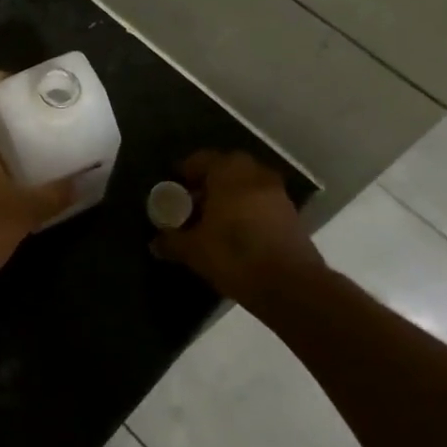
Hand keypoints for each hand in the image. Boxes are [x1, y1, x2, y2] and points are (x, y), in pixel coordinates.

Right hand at [154, 150, 321, 304]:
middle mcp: (255, 173)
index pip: (201, 159)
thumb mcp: (193, 250)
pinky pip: (261, 202)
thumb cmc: (234, 255)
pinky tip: (236, 232)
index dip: (185, 172)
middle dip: (208, 182)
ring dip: (230, 195)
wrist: (290, 286)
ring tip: (213, 219)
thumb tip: (155, 242)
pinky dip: (248, 210)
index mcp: (228, 172)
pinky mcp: (291, 215)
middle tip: (192, 201)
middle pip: (226, 168)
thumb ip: (172, 241)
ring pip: (246, 185)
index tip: (173, 187)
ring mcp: (277, 193)